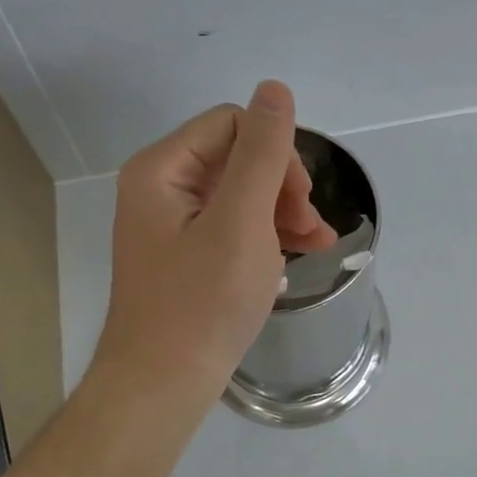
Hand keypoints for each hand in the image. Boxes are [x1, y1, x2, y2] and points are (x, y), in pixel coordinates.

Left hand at [90, 80, 335, 413]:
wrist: (161, 387)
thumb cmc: (202, 303)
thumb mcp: (241, 222)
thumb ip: (262, 152)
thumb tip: (275, 89)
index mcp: (161, 169)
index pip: (232, 124)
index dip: (275, 154)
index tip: (301, 200)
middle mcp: (159, 187)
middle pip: (236, 157)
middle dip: (282, 186)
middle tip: (311, 229)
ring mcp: (170, 223)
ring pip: (239, 193)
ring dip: (281, 212)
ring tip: (316, 244)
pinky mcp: (183, 254)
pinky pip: (230, 226)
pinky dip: (264, 236)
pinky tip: (293, 258)